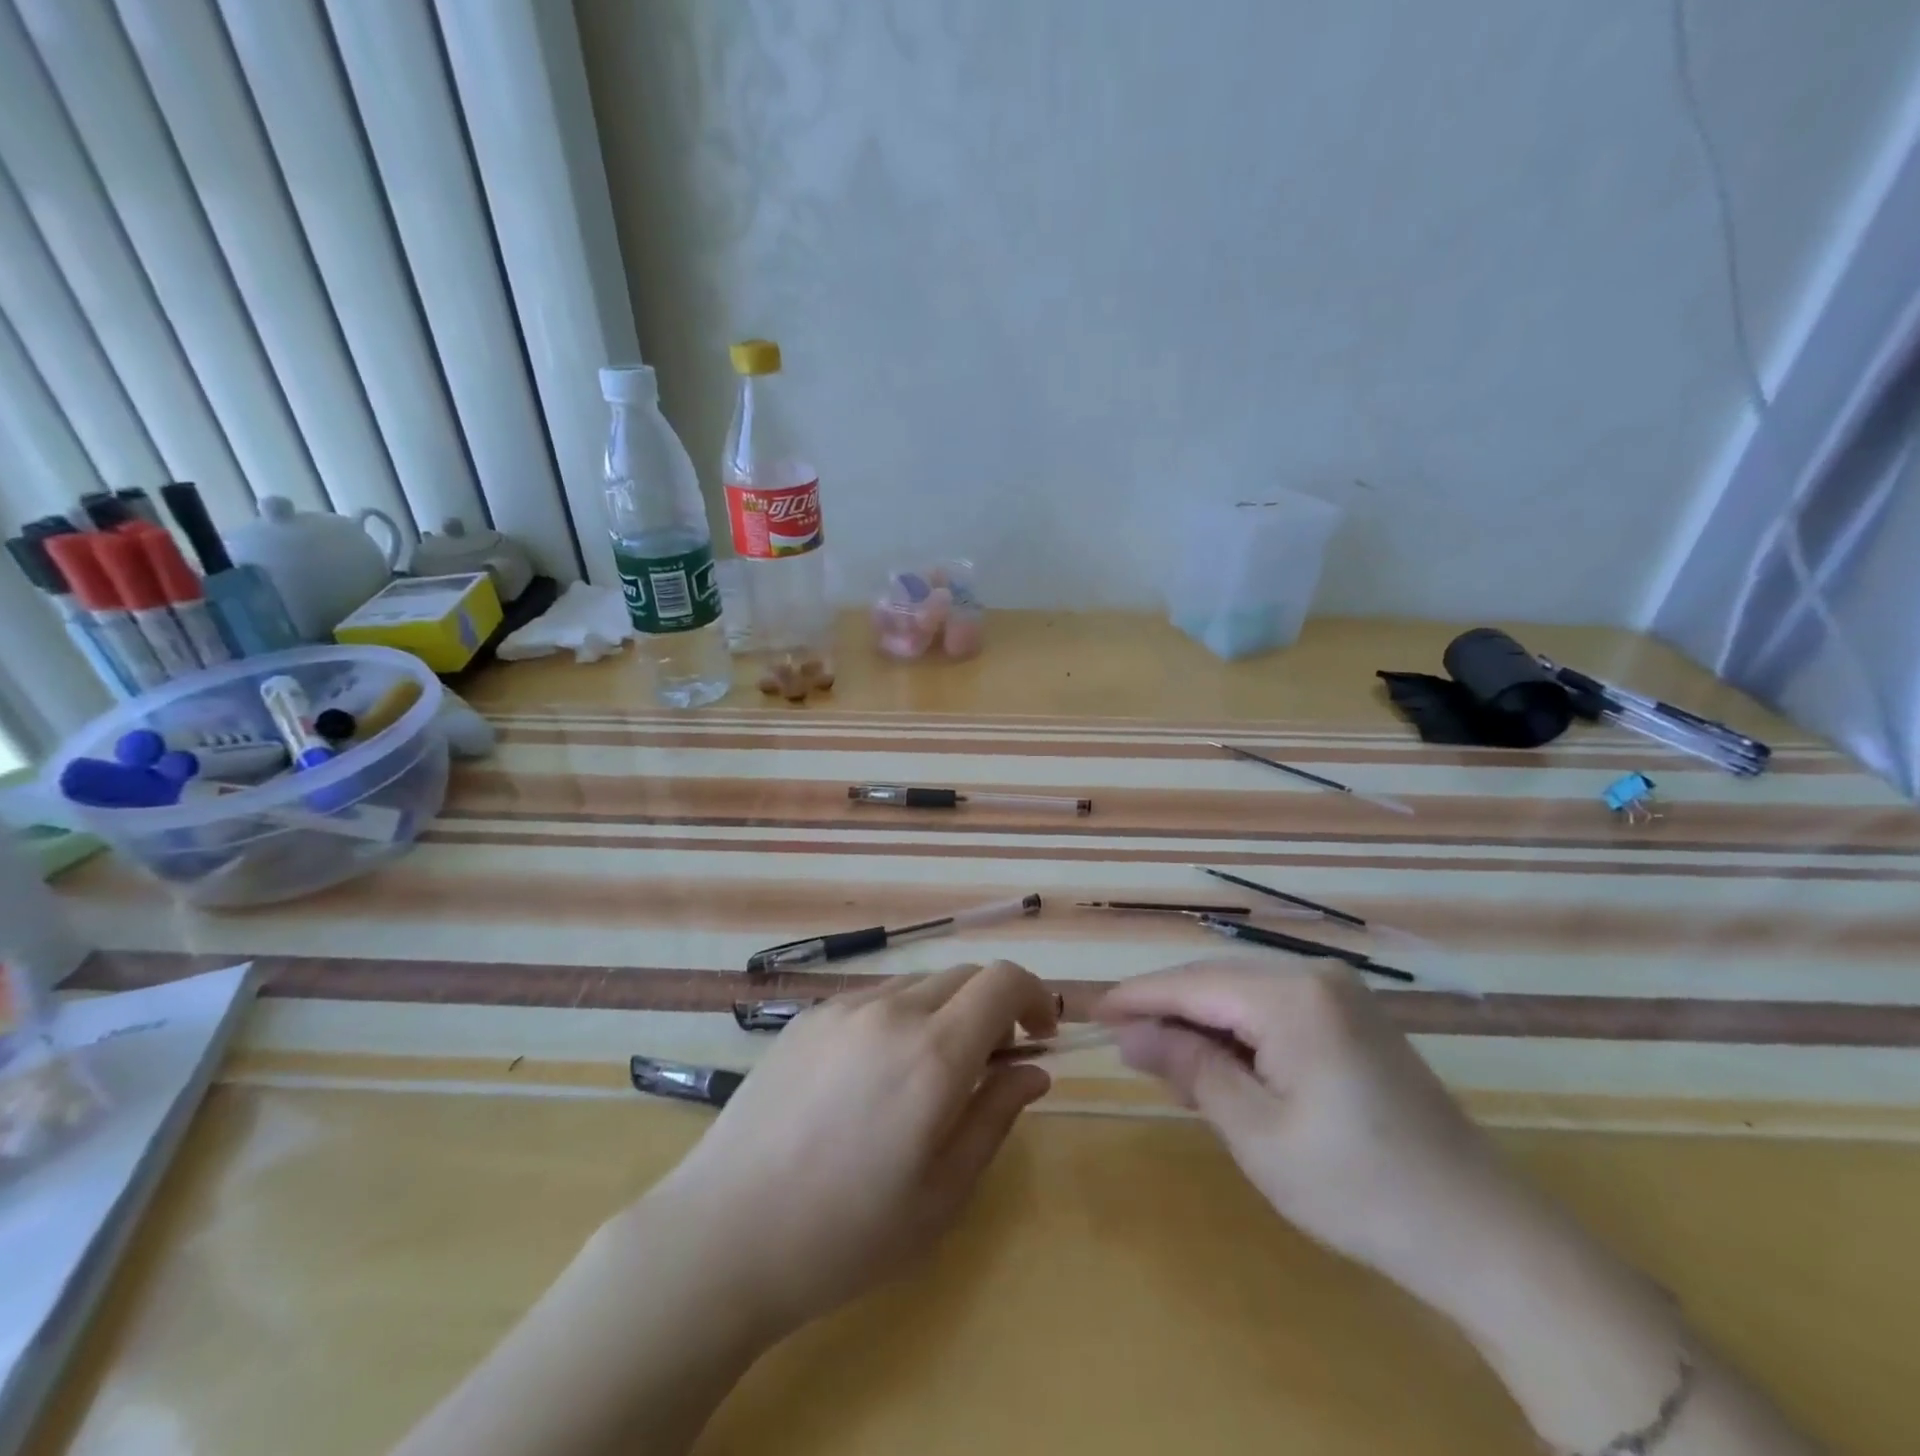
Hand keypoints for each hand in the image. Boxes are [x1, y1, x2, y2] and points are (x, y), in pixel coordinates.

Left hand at [635, 960, 1057, 1342]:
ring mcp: (843, 1008)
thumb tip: (1033, 1070)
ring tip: (931, 1074)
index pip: (1003, 980)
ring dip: (946, 1012)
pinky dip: (900, 1018)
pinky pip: (874, 999)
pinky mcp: (808, 1017)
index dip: (1035, 996)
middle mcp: (891, 1011)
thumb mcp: (942, 1193)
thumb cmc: (847, 1233)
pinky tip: (876, 1075)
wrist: (725, 1233)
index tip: (1041, 1035)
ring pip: (919, 985)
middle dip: (993, 1008)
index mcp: (933, 1053)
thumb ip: (995, 1116)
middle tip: (992, 1064)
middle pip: (964, 976)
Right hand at [1095, 960, 1525, 1310]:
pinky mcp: (1352, 1015)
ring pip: (1242, 990)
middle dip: (1166, 1007)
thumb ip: (1190, 1067)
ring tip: (1161, 1054)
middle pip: (1216, 978)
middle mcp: (1316, 975)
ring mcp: (1340, 992)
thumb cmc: (1358, 1187)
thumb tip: (1130, 1032)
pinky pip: (1273, 1006)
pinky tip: (1219, 1059)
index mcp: (1292, 996)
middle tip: (1121, 1042)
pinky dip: (1237, 1029)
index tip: (1091, 1013)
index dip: (1137, 996)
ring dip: (1200, 1019)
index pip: (1192, 982)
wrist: (1480, 1232)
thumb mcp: (1256, 1132)